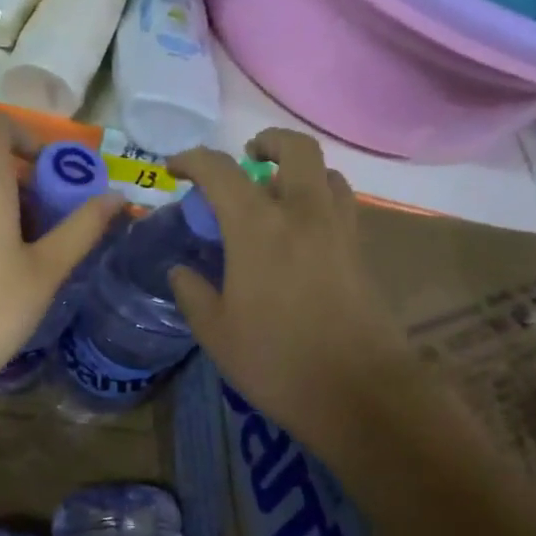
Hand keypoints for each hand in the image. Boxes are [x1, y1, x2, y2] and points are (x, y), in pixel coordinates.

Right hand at [168, 129, 412, 444]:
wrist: (359, 393)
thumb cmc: (276, 360)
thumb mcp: (215, 332)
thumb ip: (192, 292)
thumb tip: (181, 271)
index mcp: (259, 226)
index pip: (221, 170)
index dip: (192, 160)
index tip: (173, 168)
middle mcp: (304, 213)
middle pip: (295, 149)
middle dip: (267, 141)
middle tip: (246, 157)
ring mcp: (340, 231)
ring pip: (326, 173)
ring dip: (298, 171)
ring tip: (275, 195)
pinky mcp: (361, 253)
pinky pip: (341, 204)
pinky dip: (318, 199)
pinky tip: (301, 233)